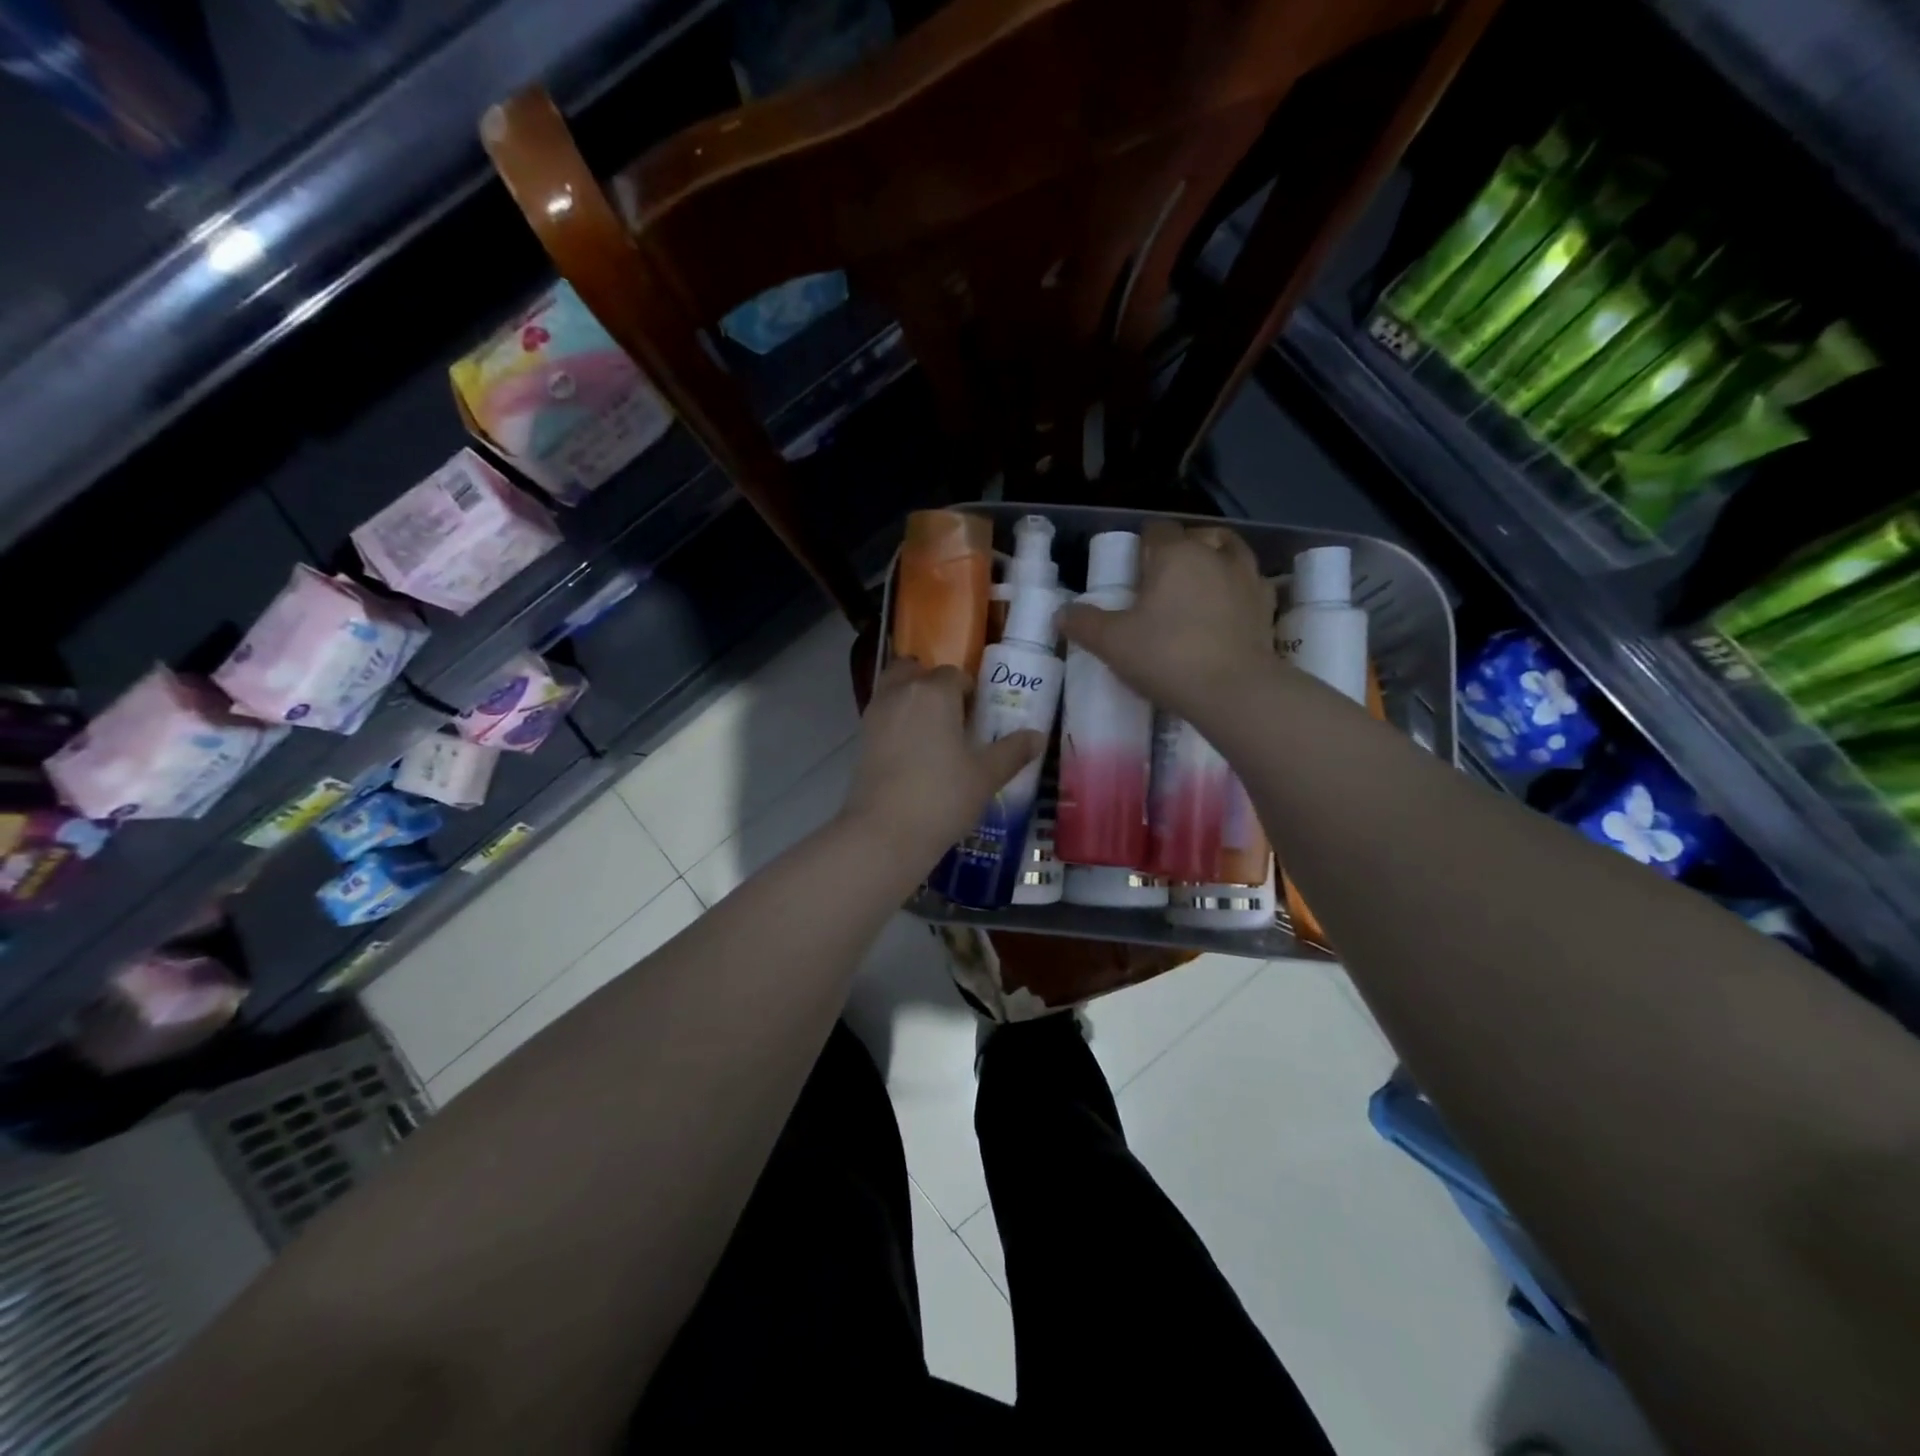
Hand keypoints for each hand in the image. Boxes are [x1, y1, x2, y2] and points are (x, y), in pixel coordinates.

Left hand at [839, 657, 1043, 862]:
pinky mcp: (860, 739)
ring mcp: (875, 714)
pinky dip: (895, 722)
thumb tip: (1037, 736)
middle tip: (951, 717)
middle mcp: (901, 693)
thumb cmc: (942, 796)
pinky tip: (912, 753)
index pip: (954, 675)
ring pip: (894, 690)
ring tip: (932, 735)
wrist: (885, 832)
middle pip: (915, 671)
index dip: (969, 693)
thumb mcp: (986, 776)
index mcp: (934, 692)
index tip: (978, 718)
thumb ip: (1012, 751)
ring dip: (910, 700)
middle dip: (931, 685)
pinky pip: (882, 716)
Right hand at [1059, 521, 1274, 716]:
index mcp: (1176, 554)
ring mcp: (1248, 580)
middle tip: (1165, 578)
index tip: (1133, 566)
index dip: (1143, 542)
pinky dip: (1238, 590)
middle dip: (1183, 548)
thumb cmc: (1166, 656)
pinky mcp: (1267, 609)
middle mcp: (1215, 556)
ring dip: (1217, 561)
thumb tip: (1060, 613)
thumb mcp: (1112, 643)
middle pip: (1199, 536)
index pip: (1158, 529)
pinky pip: (1252, 585)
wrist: (1233, 691)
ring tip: (1201, 585)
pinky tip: (1227, 610)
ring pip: (1233, 552)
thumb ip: (1084, 624)